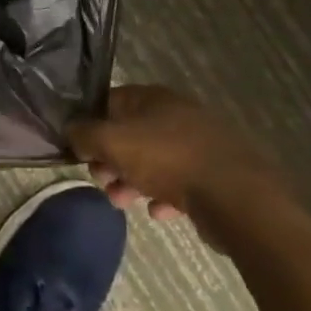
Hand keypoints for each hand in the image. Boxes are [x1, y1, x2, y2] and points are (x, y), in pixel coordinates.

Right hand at [68, 87, 285, 235]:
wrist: (238, 198)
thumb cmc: (168, 160)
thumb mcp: (112, 142)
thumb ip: (84, 134)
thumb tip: (72, 132)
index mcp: (153, 97)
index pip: (110, 102)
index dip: (91, 125)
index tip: (82, 152)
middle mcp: (177, 113)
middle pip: (132, 133)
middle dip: (111, 160)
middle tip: (102, 182)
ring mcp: (201, 144)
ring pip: (155, 160)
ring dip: (133, 181)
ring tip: (123, 203)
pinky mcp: (217, 174)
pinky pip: (181, 182)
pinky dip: (165, 195)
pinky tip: (159, 213)